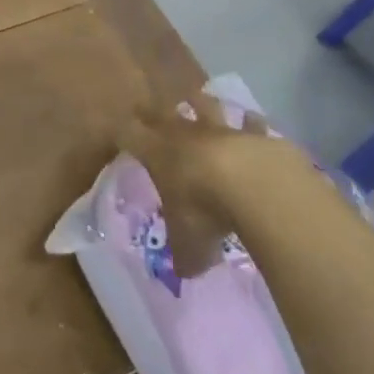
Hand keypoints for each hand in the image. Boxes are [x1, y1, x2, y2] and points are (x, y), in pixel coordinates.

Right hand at [121, 96, 314, 279]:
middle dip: (155, 111)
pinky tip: (254, 123)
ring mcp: (221, 128)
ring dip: (202, 104)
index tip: (118, 132)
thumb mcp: (189, 244)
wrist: (255, 185)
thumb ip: (185, 254)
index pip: (129, 134)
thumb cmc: (205, 210)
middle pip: (162, 110)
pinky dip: (251, 124)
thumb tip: (185, 270)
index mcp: (159, 153)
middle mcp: (185, 133)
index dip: (122, 133)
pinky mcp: (255, 133)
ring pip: (206, 104)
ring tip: (202, 103)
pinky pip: (252, 123)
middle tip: (151, 109)